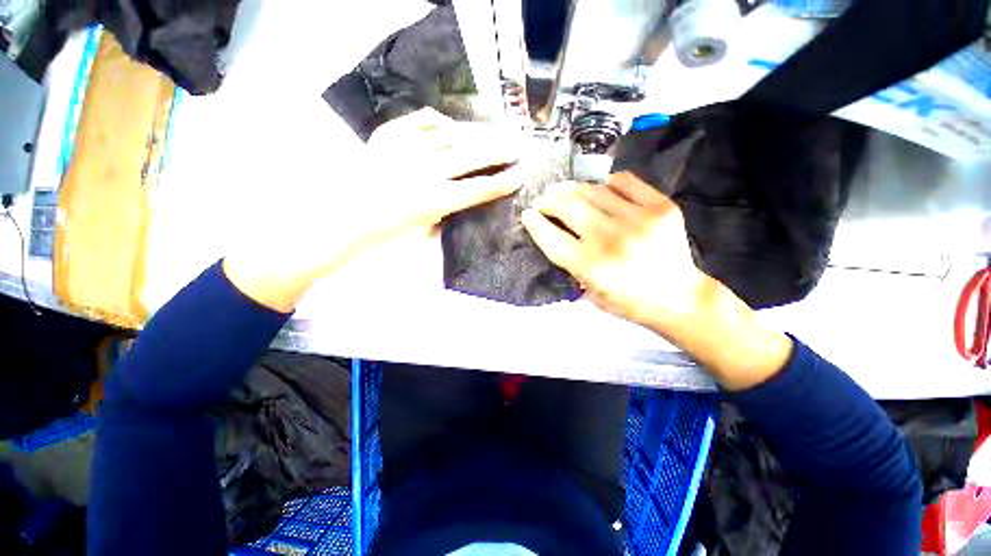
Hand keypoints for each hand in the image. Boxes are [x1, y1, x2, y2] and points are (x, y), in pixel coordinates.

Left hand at [223, 108, 521, 312]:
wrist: (338, 220)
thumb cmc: (382, 237)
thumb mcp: (422, 235)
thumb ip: (445, 216)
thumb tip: (460, 200)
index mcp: (435, 200)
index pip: (478, 189)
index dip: (501, 183)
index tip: (519, 176)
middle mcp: (425, 171)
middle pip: (470, 156)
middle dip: (497, 152)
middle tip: (514, 146)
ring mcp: (405, 150)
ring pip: (449, 135)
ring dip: (474, 135)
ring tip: (489, 134)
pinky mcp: (387, 138)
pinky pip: (419, 122)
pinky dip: (437, 122)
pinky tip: (447, 124)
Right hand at [522, 172, 791, 390]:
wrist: (679, 297)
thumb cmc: (629, 302)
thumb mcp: (589, 293)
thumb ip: (570, 264)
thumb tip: (554, 231)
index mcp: (590, 267)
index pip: (551, 237)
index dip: (534, 222)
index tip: (528, 214)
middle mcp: (610, 240)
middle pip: (568, 206)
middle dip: (549, 199)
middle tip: (544, 199)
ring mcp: (638, 219)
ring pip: (593, 190)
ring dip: (573, 188)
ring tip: (565, 189)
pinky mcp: (661, 207)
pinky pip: (625, 182)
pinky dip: (607, 182)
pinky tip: (600, 187)